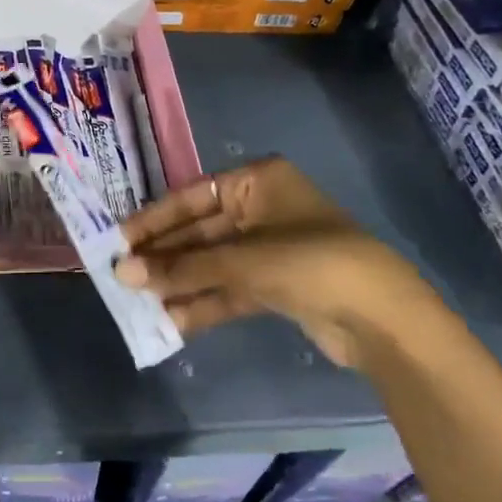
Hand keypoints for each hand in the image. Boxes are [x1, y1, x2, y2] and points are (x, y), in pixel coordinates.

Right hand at [116, 157, 434, 369]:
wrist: (383, 319)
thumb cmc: (311, 264)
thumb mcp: (242, 260)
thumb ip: (182, 267)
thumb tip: (123, 274)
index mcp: (257, 182)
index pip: (191, 197)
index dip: (153, 221)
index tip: (118, 241)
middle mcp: (260, 209)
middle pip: (198, 232)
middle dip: (163, 257)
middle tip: (122, 276)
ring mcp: (269, 249)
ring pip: (211, 263)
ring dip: (178, 283)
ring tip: (138, 302)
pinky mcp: (275, 286)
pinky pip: (228, 288)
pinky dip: (202, 302)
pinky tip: (170, 320)